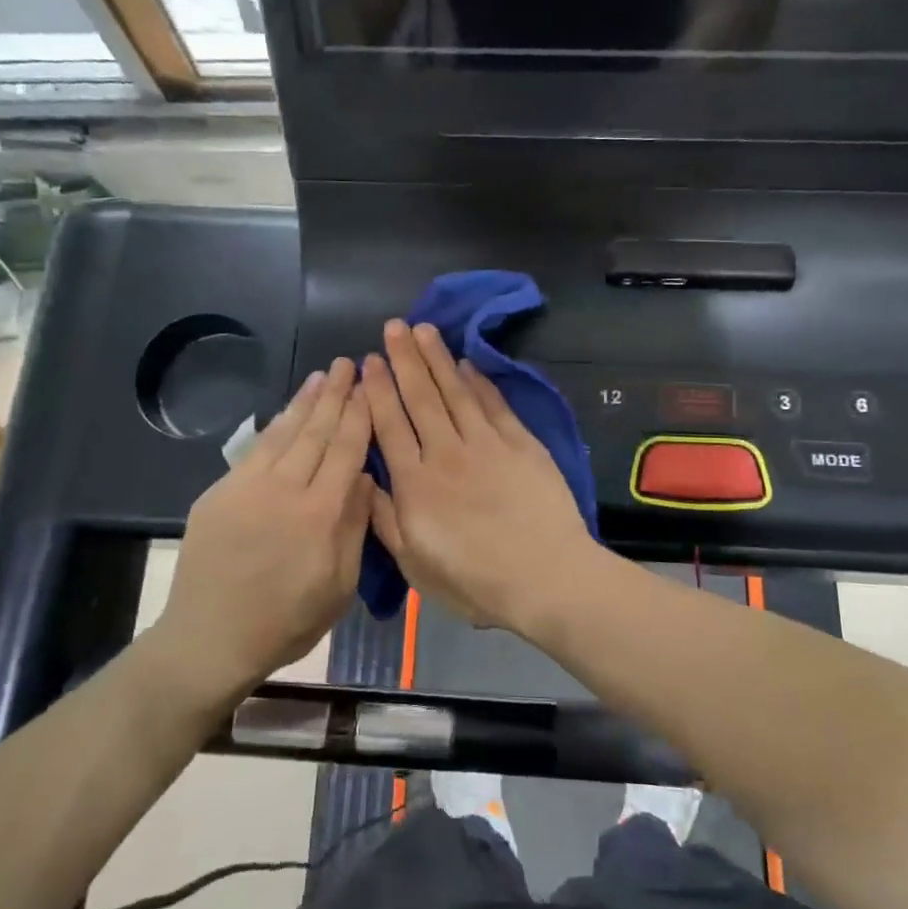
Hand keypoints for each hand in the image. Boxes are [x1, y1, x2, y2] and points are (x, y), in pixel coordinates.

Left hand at [150, 358, 372, 703]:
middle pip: (315, 432)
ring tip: (321, 376)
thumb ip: (354, 526)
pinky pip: (254, 450)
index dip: (359, 415)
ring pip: (283, 434)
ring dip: (305, 402)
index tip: (370, 387)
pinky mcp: (219, 493)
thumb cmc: (287, 621)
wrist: (210, 639)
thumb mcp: (339, 585)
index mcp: (320, 514)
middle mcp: (284, 490)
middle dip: (335, 396)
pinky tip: (285, 413)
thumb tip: (362, 477)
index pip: (345, 450)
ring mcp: (246, 488)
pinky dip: (274, 426)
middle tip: (347, 364)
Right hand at [362, 321, 596, 628]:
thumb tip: (361, 480)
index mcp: (415, 484)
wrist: (546, 576)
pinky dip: (479, 381)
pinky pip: (494, 404)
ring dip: (438, 358)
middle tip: (393, 326)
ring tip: (424, 330)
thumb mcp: (415, 564)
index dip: (377, 391)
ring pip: (456, 392)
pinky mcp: (521, 443)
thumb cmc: (475, 582)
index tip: (368, 361)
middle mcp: (446, 453)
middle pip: (421, 397)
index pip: (390, 425)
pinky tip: (468, 364)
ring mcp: (486, 444)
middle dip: (404, 359)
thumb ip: (385, 519)